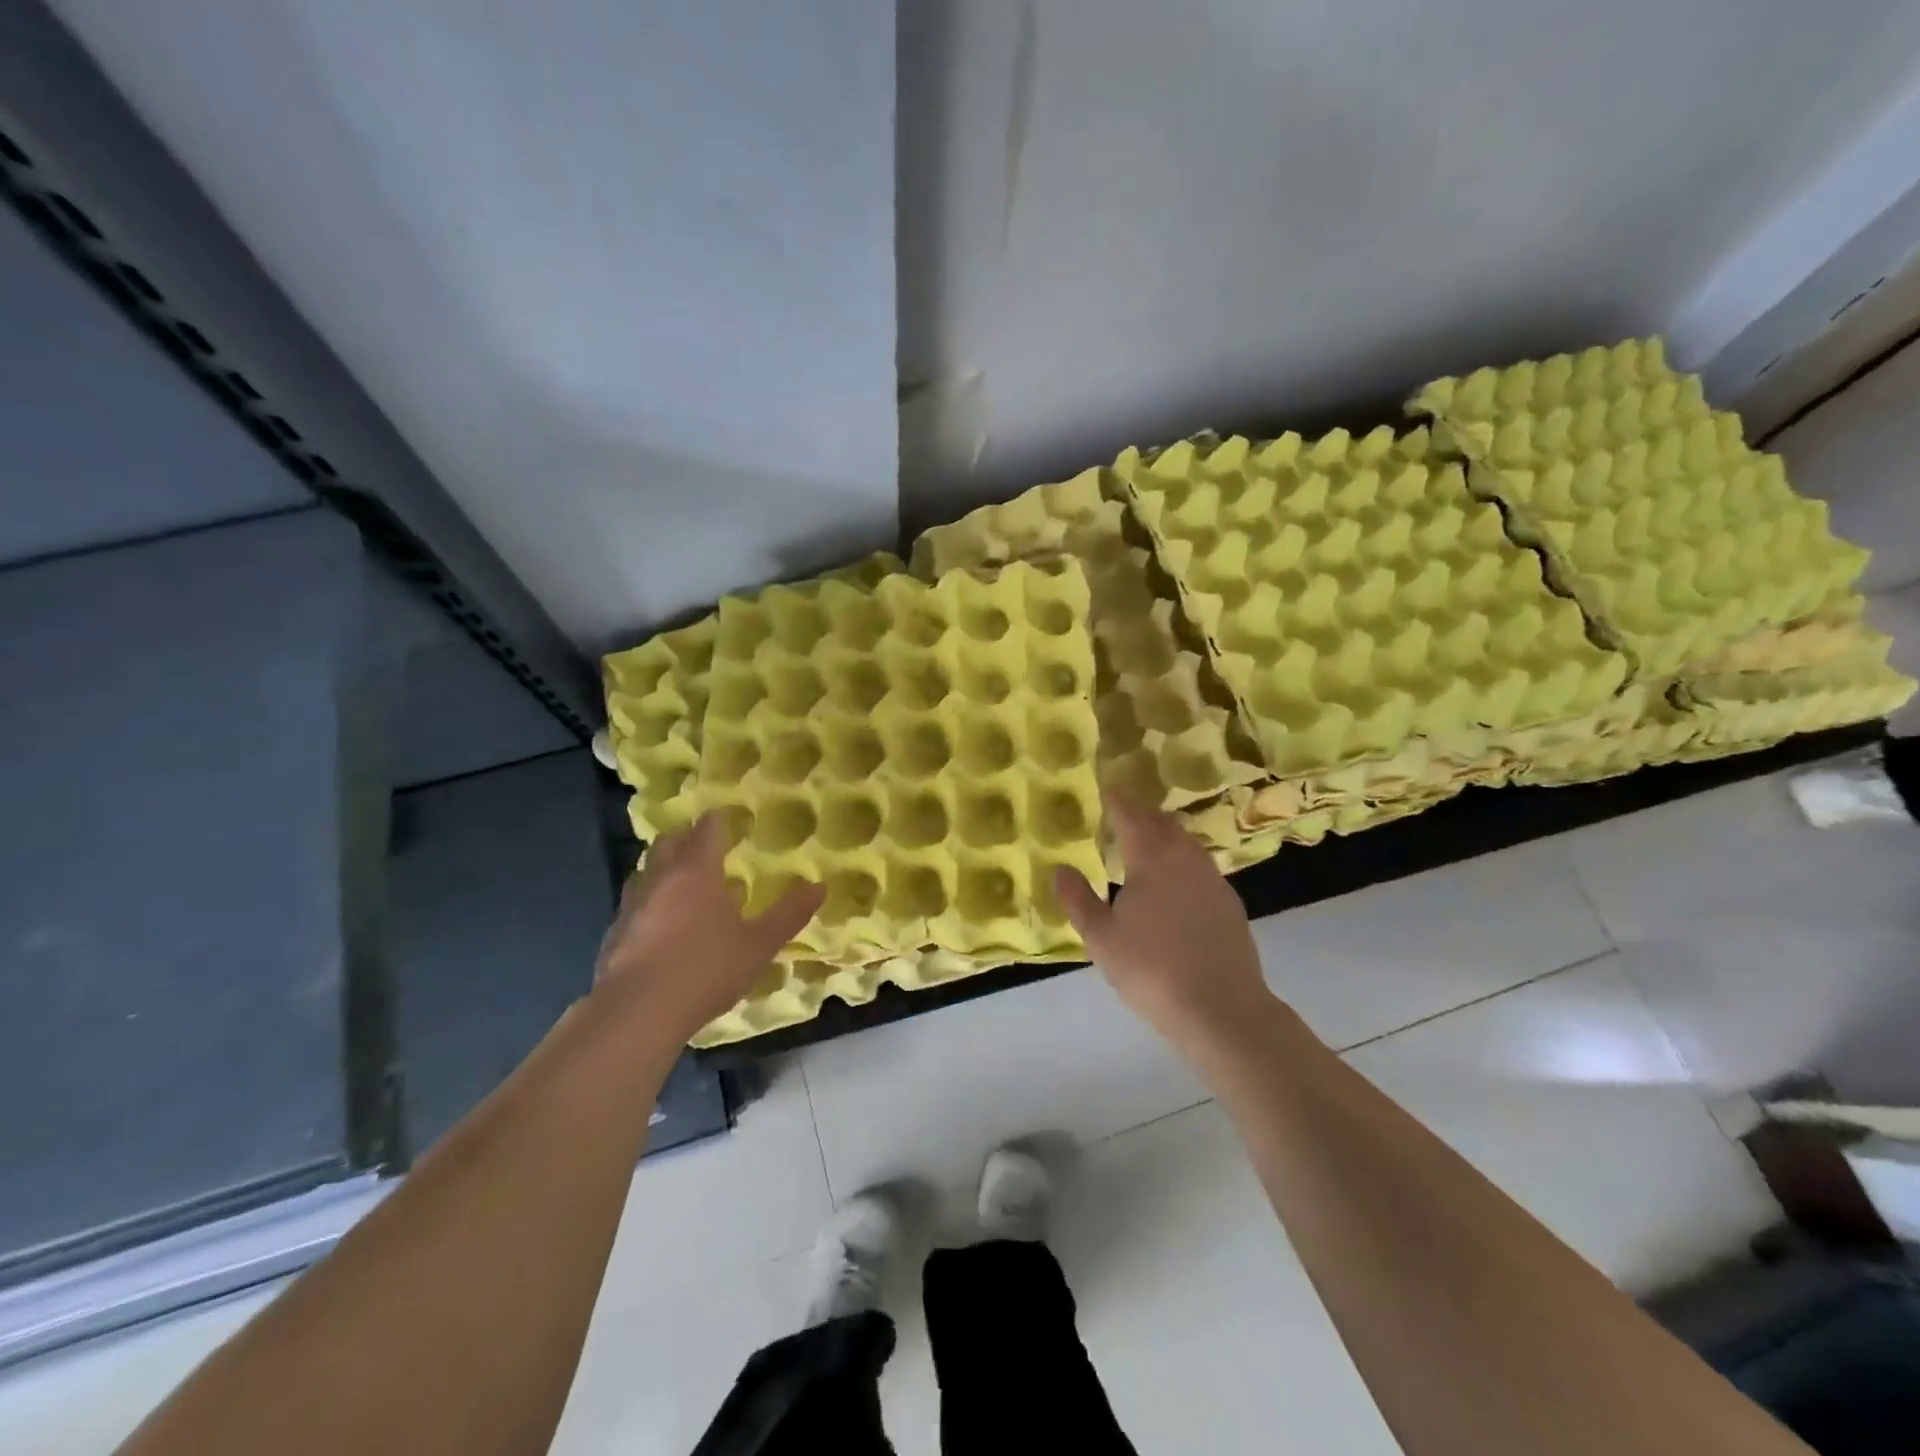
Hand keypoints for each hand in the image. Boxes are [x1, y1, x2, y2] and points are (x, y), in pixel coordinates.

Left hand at [594, 813, 823, 1041]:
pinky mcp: (613, 935)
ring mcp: (631, 906)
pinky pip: (632, 905)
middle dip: (687, 838)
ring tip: (682, 883)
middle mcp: (660, 879)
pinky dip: (648, 903)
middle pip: (669, 842)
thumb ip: (788, 914)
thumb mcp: (759, 944)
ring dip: (663, 869)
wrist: (636, 1014)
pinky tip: (658, 926)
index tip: (729, 819)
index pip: (707, 830)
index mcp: (697, 872)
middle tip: (706, 847)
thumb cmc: (706, 969)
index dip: (719, 821)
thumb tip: (819, 886)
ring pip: (645, 872)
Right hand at [1054, 793, 1273, 1045]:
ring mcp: (1213, 880)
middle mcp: (1185, 858)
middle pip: (1163, 823)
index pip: (1131, 815)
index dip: (1116, 799)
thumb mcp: (1101, 938)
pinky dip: (1182, 864)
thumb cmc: (1151, 969)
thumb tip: (1060, 869)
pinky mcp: (1229, 904)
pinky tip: (1173, 888)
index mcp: (1152, 858)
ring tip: (1144, 850)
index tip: (1105, 788)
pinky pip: (1200, 868)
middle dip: (1142, 815)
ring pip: (1186, 844)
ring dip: (1164, 838)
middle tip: (1121, 819)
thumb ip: (1078, 900)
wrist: (1222, 1009)